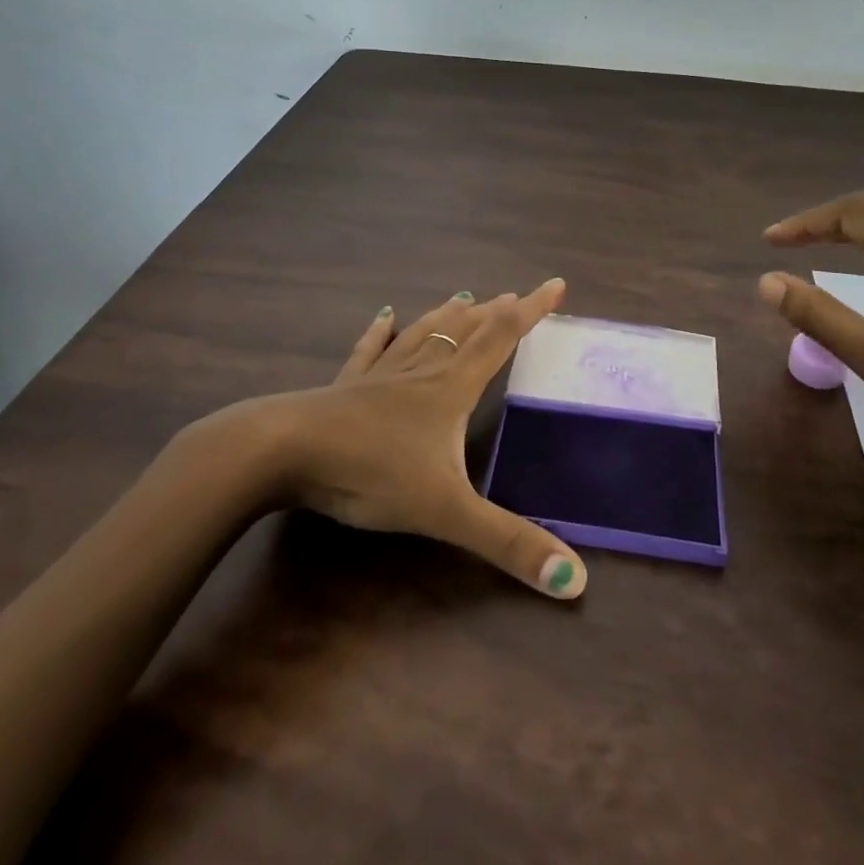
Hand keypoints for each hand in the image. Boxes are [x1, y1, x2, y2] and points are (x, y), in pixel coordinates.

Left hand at [218, 280, 586, 599]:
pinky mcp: (345, 386)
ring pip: (422, 333)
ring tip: (464, 296)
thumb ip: (508, 543)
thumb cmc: (370, 472)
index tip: (557, 284)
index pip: (501, 338)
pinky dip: (380, 331)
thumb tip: (577, 580)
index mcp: (450, 389)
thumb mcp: (446, 513)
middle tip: (515, 295)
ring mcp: (379, 375)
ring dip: (447, 315)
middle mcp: (420, 371)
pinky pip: (369, 350)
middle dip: (494, 312)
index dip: (532, 311)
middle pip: (465, 330)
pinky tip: (383, 316)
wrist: (285, 451)